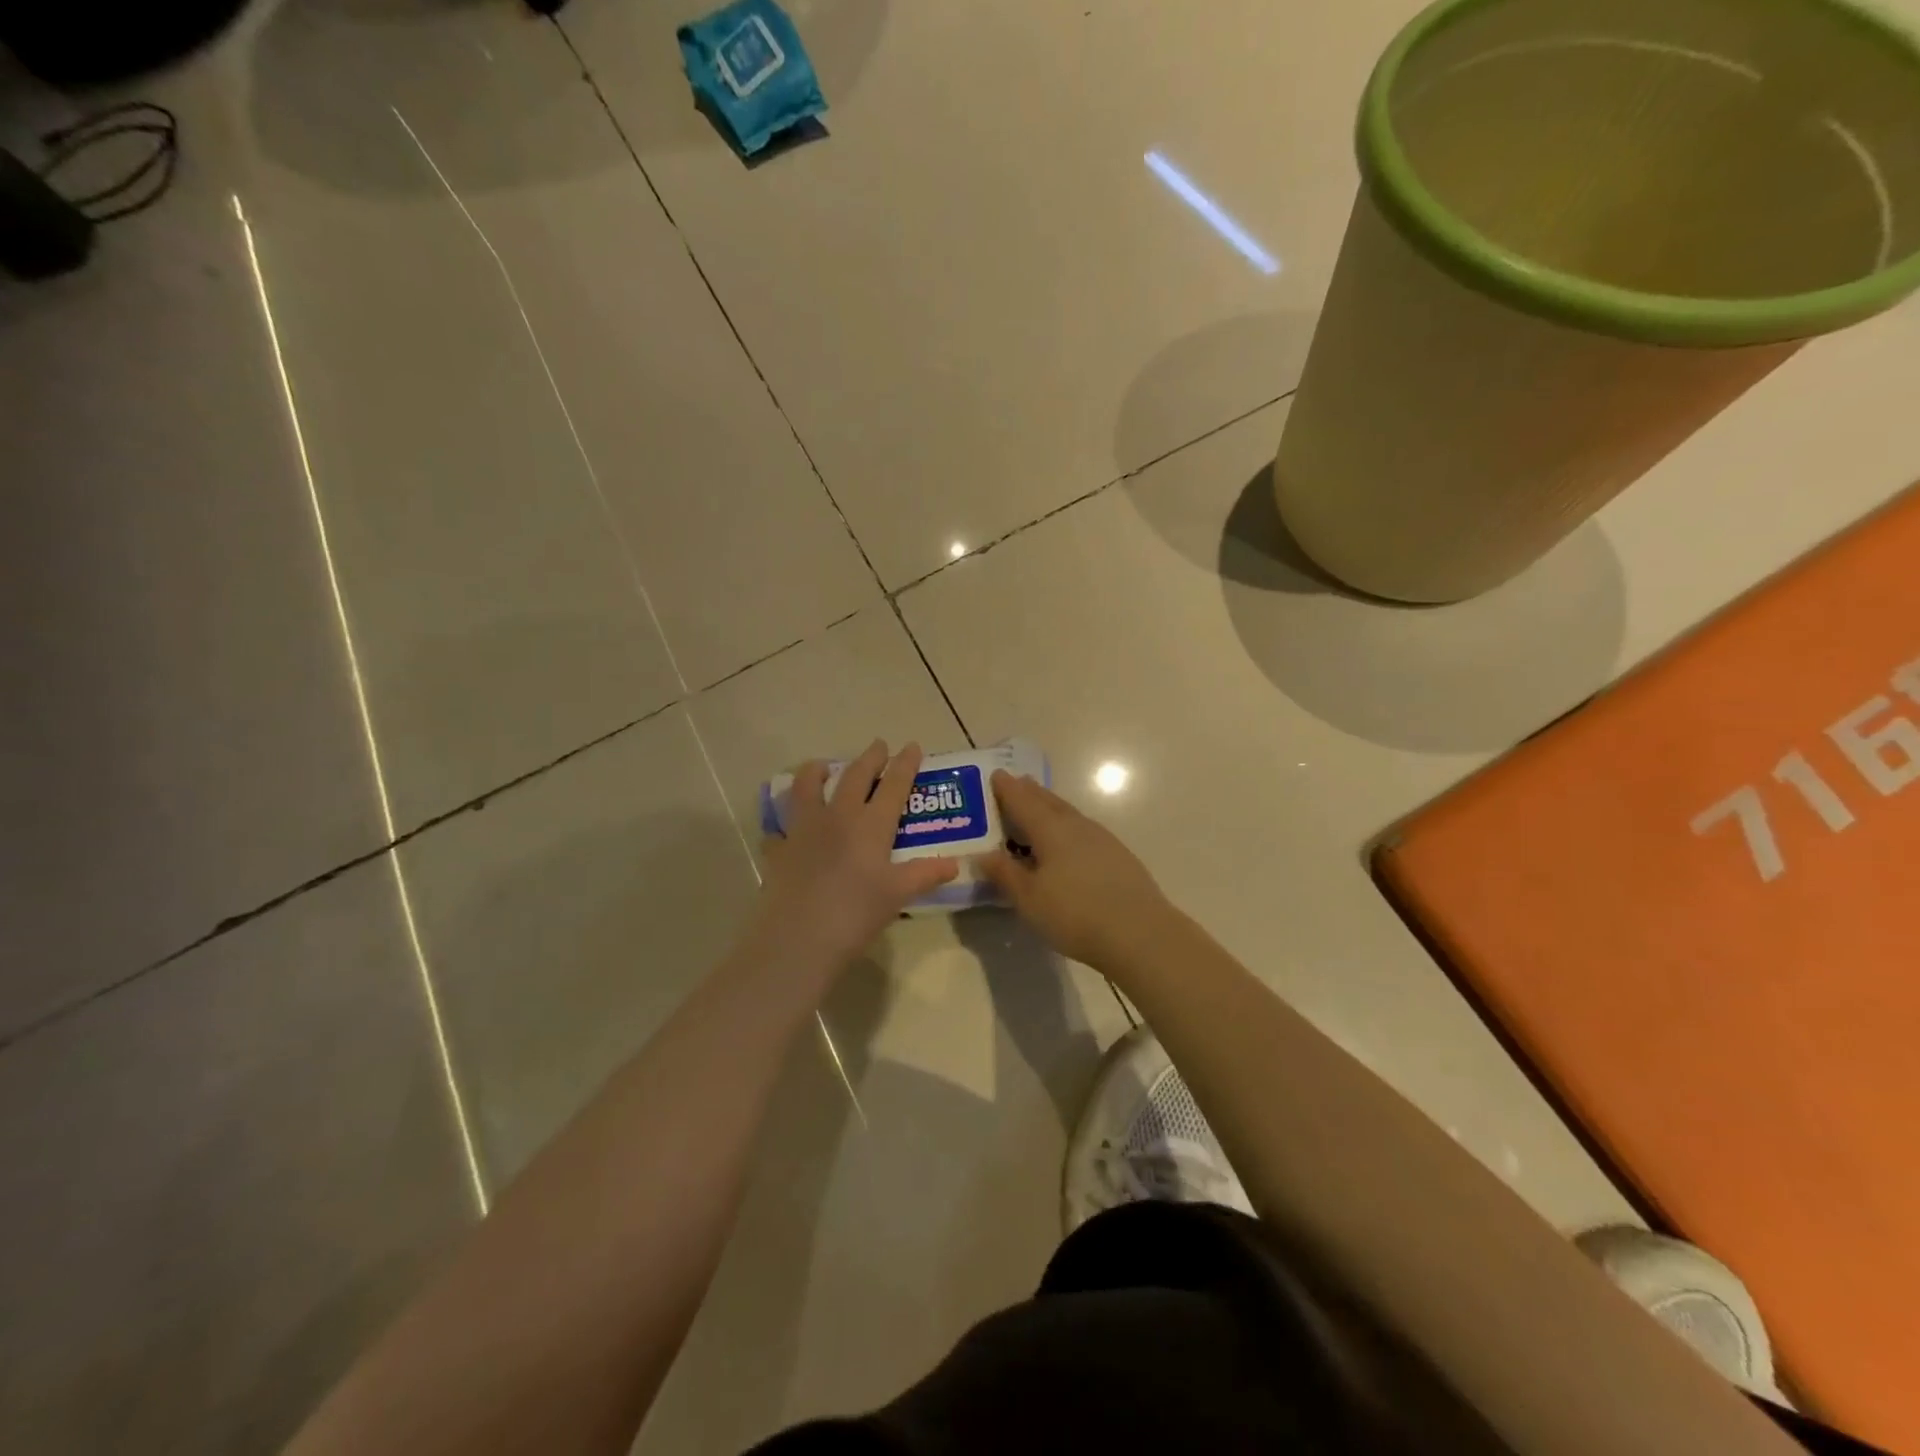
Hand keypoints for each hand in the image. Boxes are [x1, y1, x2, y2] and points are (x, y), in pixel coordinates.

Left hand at [755, 740, 958, 982]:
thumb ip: (925, 875)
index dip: (904, 765)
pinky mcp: (779, 849)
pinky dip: (786, 822)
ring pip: (807, 787)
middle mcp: (837, 817)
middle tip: (878, 745)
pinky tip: (788, 828)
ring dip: (817, 771)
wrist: (798, 939)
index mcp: (870, 825)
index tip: (911, 745)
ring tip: (822, 765)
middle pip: (855, 777)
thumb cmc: (855, 914)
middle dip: (870, 758)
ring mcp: (803, 830)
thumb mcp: (898, 894)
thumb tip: (954, 864)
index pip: (893, 786)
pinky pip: (781, 827)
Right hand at [976, 770, 1176, 969]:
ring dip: (1051, 808)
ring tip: (1038, 809)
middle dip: (1030, 792)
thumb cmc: (1075, 914)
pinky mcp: (1118, 857)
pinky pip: (1083, 831)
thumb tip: (984, 855)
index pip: (1023, 800)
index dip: (1007, 788)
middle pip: (1049, 802)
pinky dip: (1068, 827)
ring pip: (1069, 815)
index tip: (996, 774)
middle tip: (1016, 784)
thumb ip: (1005, 874)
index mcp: (1051, 829)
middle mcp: (1077, 826)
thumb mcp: (1029, 898)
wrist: (1141, 934)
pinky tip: (1068, 842)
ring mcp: (1102, 840)